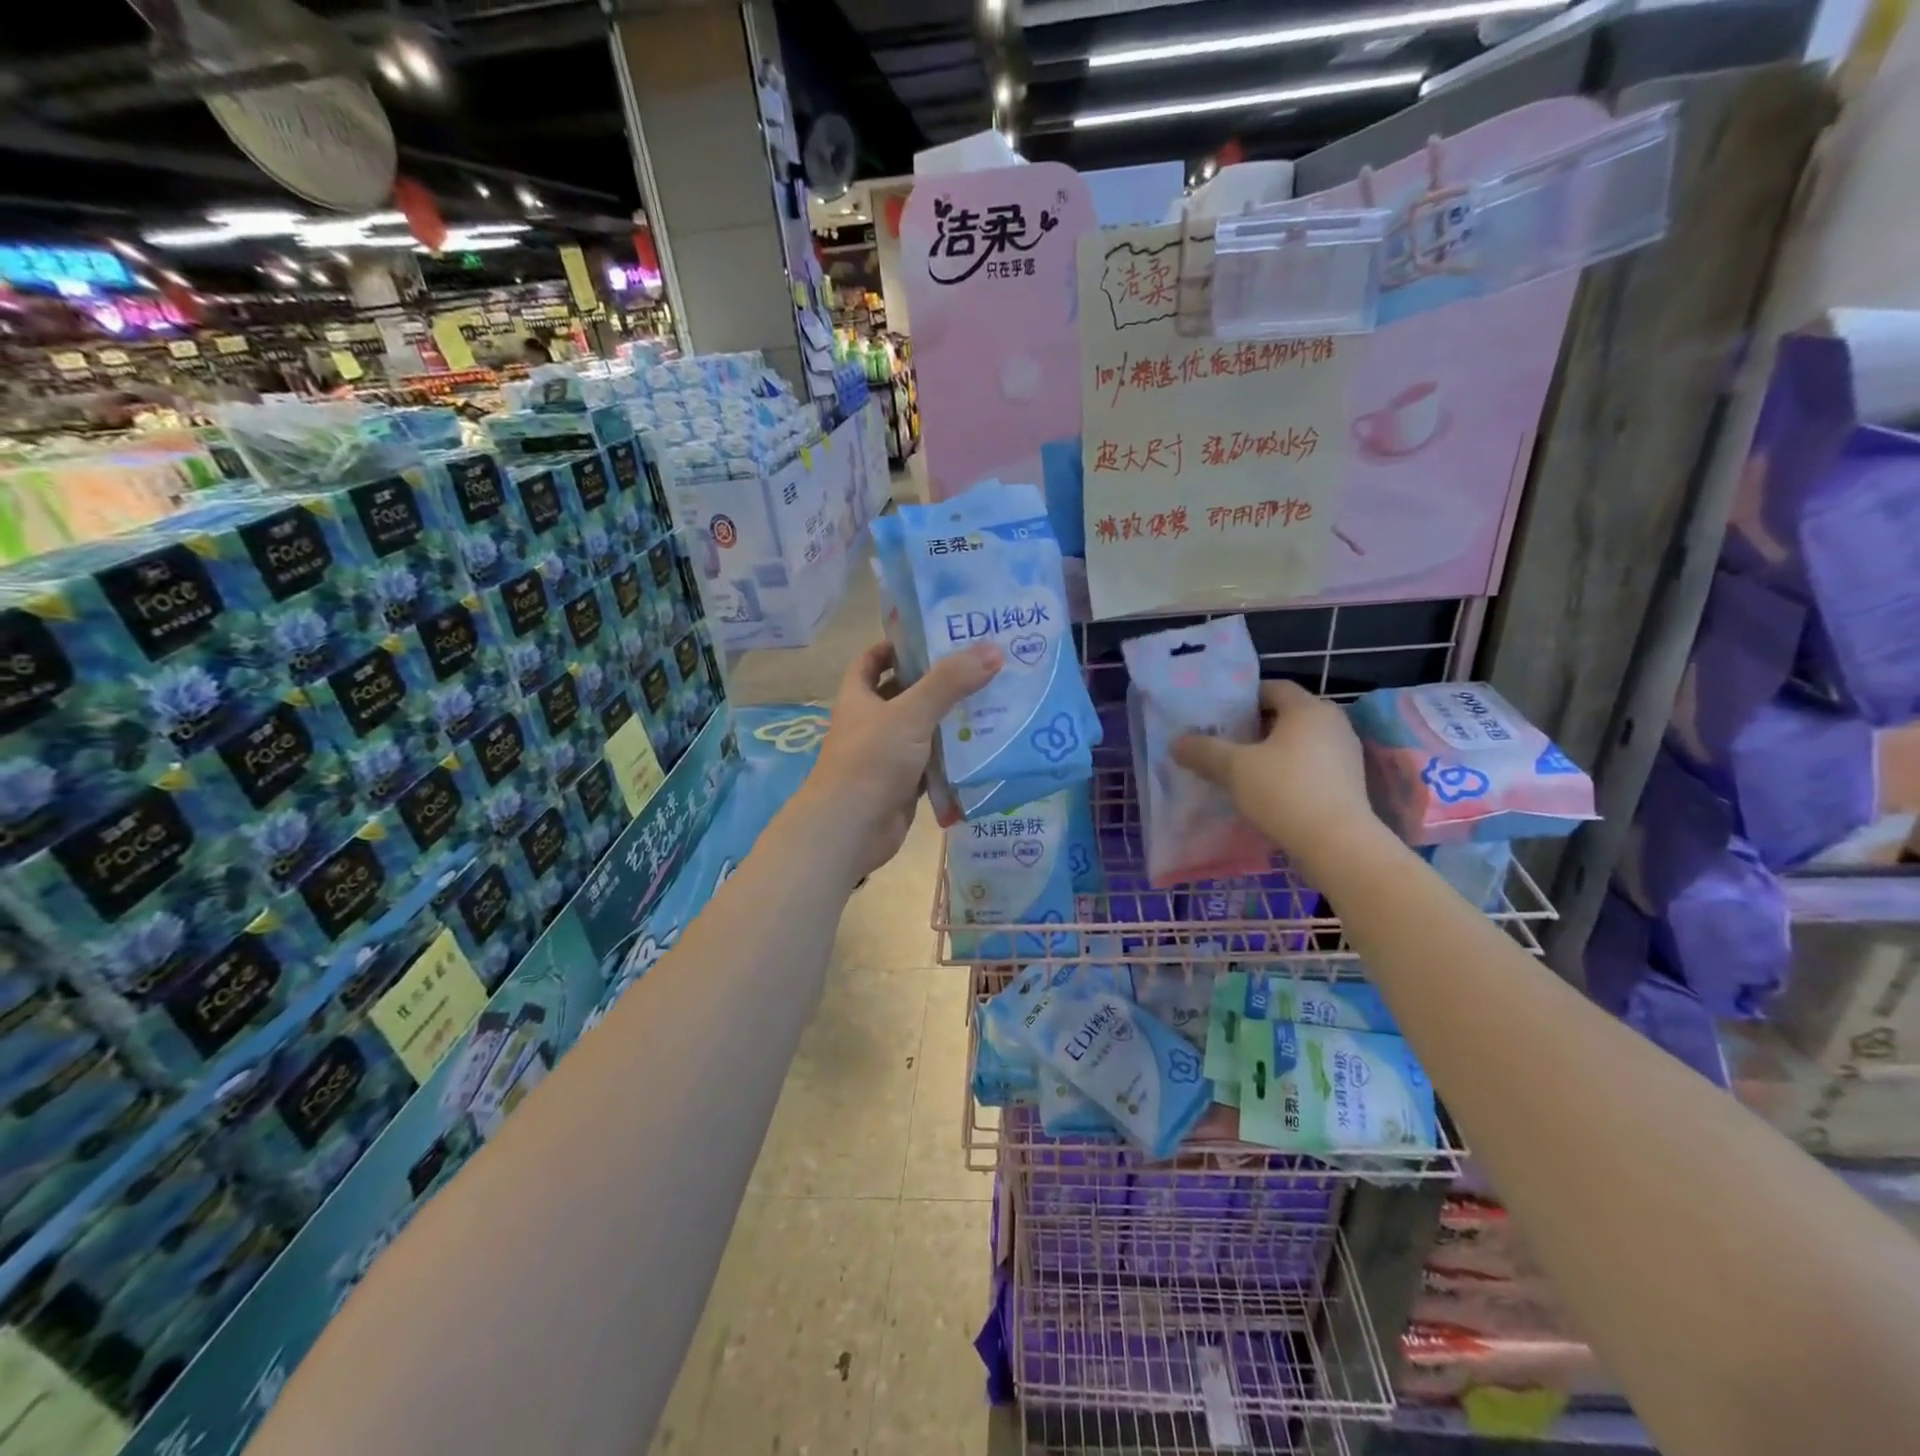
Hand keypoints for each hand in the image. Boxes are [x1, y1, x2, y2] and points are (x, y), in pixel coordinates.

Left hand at [795, 640, 1003, 883]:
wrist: (850, 829)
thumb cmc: (871, 761)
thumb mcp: (911, 713)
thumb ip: (949, 682)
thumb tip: (993, 650)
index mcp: (859, 697)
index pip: (872, 660)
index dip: (896, 646)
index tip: (933, 637)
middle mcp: (871, 723)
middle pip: (904, 694)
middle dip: (936, 682)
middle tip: (979, 667)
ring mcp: (887, 756)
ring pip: (922, 731)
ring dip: (950, 720)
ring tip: (993, 702)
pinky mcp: (903, 785)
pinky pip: (933, 764)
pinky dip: (953, 757)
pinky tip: (985, 747)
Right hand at [1171, 679, 1378, 866]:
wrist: (1336, 844)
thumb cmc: (1284, 791)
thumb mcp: (1234, 768)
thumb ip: (1204, 751)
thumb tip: (1177, 743)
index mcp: (1308, 709)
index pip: (1274, 687)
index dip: (1245, 697)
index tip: (1220, 716)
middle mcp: (1333, 724)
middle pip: (1288, 715)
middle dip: (1256, 726)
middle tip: (1226, 741)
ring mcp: (1346, 755)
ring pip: (1300, 742)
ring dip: (1272, 751)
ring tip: (1242, 768)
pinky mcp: (1349, 783)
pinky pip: (1312, 765)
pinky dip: (1289, 771)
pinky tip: (1267, 791)